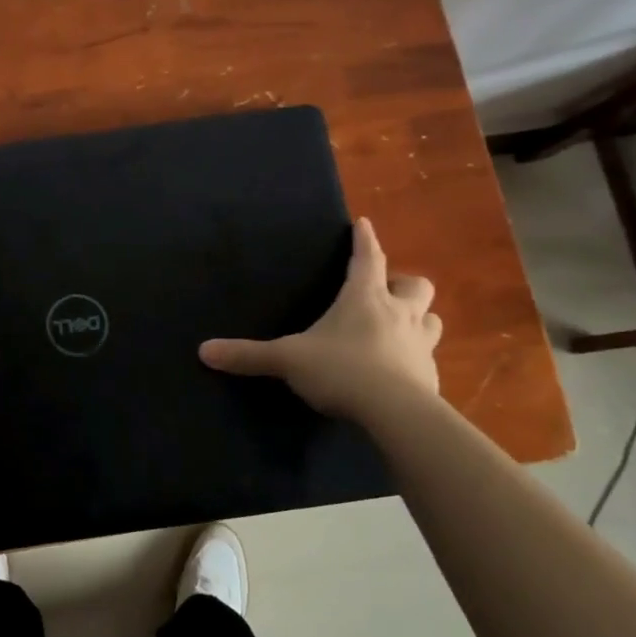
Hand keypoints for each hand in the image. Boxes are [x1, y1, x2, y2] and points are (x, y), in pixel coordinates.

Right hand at [198, 217, 441, 420]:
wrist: (396, 413)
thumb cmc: (342, 370)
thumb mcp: (288, 359)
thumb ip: (248, 355)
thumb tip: (203, 351)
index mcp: (364, 298)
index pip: (368, 258)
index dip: (365, 240)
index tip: (364, 223)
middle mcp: (399, 313)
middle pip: (415, 284)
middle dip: (402, 282)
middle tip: (386, 291)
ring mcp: (419, 344)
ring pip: (432, 318)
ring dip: (419, 317)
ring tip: (400, 326)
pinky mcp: (430, 375)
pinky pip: (427, 357)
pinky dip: (416, 357)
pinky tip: (402, 370)